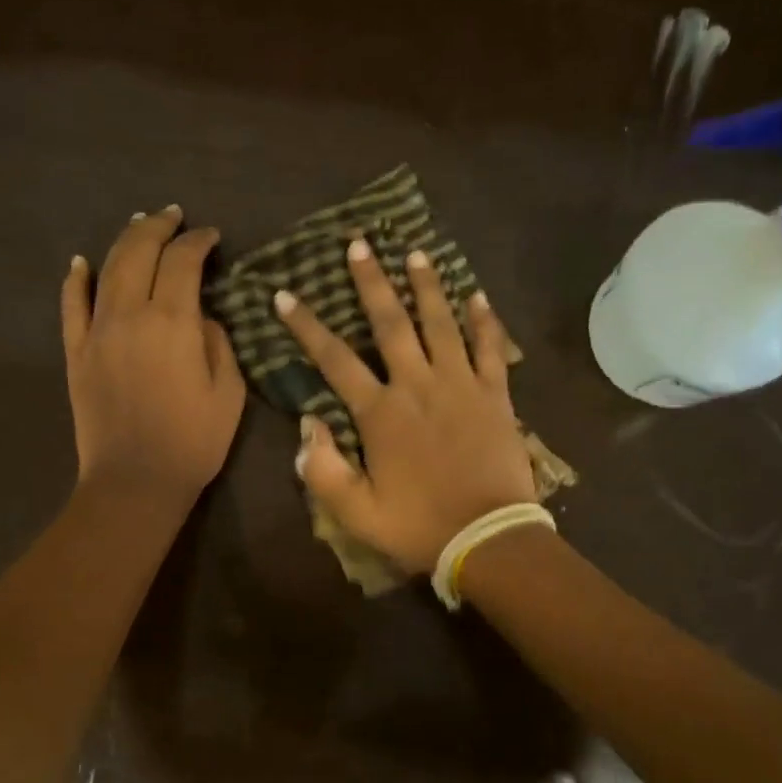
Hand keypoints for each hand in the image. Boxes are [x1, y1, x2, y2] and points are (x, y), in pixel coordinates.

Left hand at [61, 206, 245, 506]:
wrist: (136, 482)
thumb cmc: (194, 442)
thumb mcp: (229, 393)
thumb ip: (219, 344)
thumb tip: (202, 318)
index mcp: (173, 323)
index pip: (183, 262)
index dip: (198, 242)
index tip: (211, 237)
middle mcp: (130, 315)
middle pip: (139, 251)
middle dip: (158, 226)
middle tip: (174, 217)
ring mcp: (96, 332)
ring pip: (106, 269)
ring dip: (124, 241)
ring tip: (139, 224)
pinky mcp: (76, 353)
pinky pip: (71, 306)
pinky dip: (76, 280)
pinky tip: (81, 263)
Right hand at [275, 238, 536, 573]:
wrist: (490, 538)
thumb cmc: (419, 527)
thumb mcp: (356, 512)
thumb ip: (322, 470)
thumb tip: (305, 425)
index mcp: (381, 413)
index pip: (335, 360)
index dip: (306, 326)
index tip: (285, 295)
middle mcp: (418, 386)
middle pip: (391, 323)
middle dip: (371, 282)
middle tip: (359, 244)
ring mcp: (461, 386)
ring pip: (441, 324)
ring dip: (426, 286)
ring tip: (414, 253)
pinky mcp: (496, 396)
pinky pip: (491, 348)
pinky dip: (485, 321)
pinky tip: (477, 295)